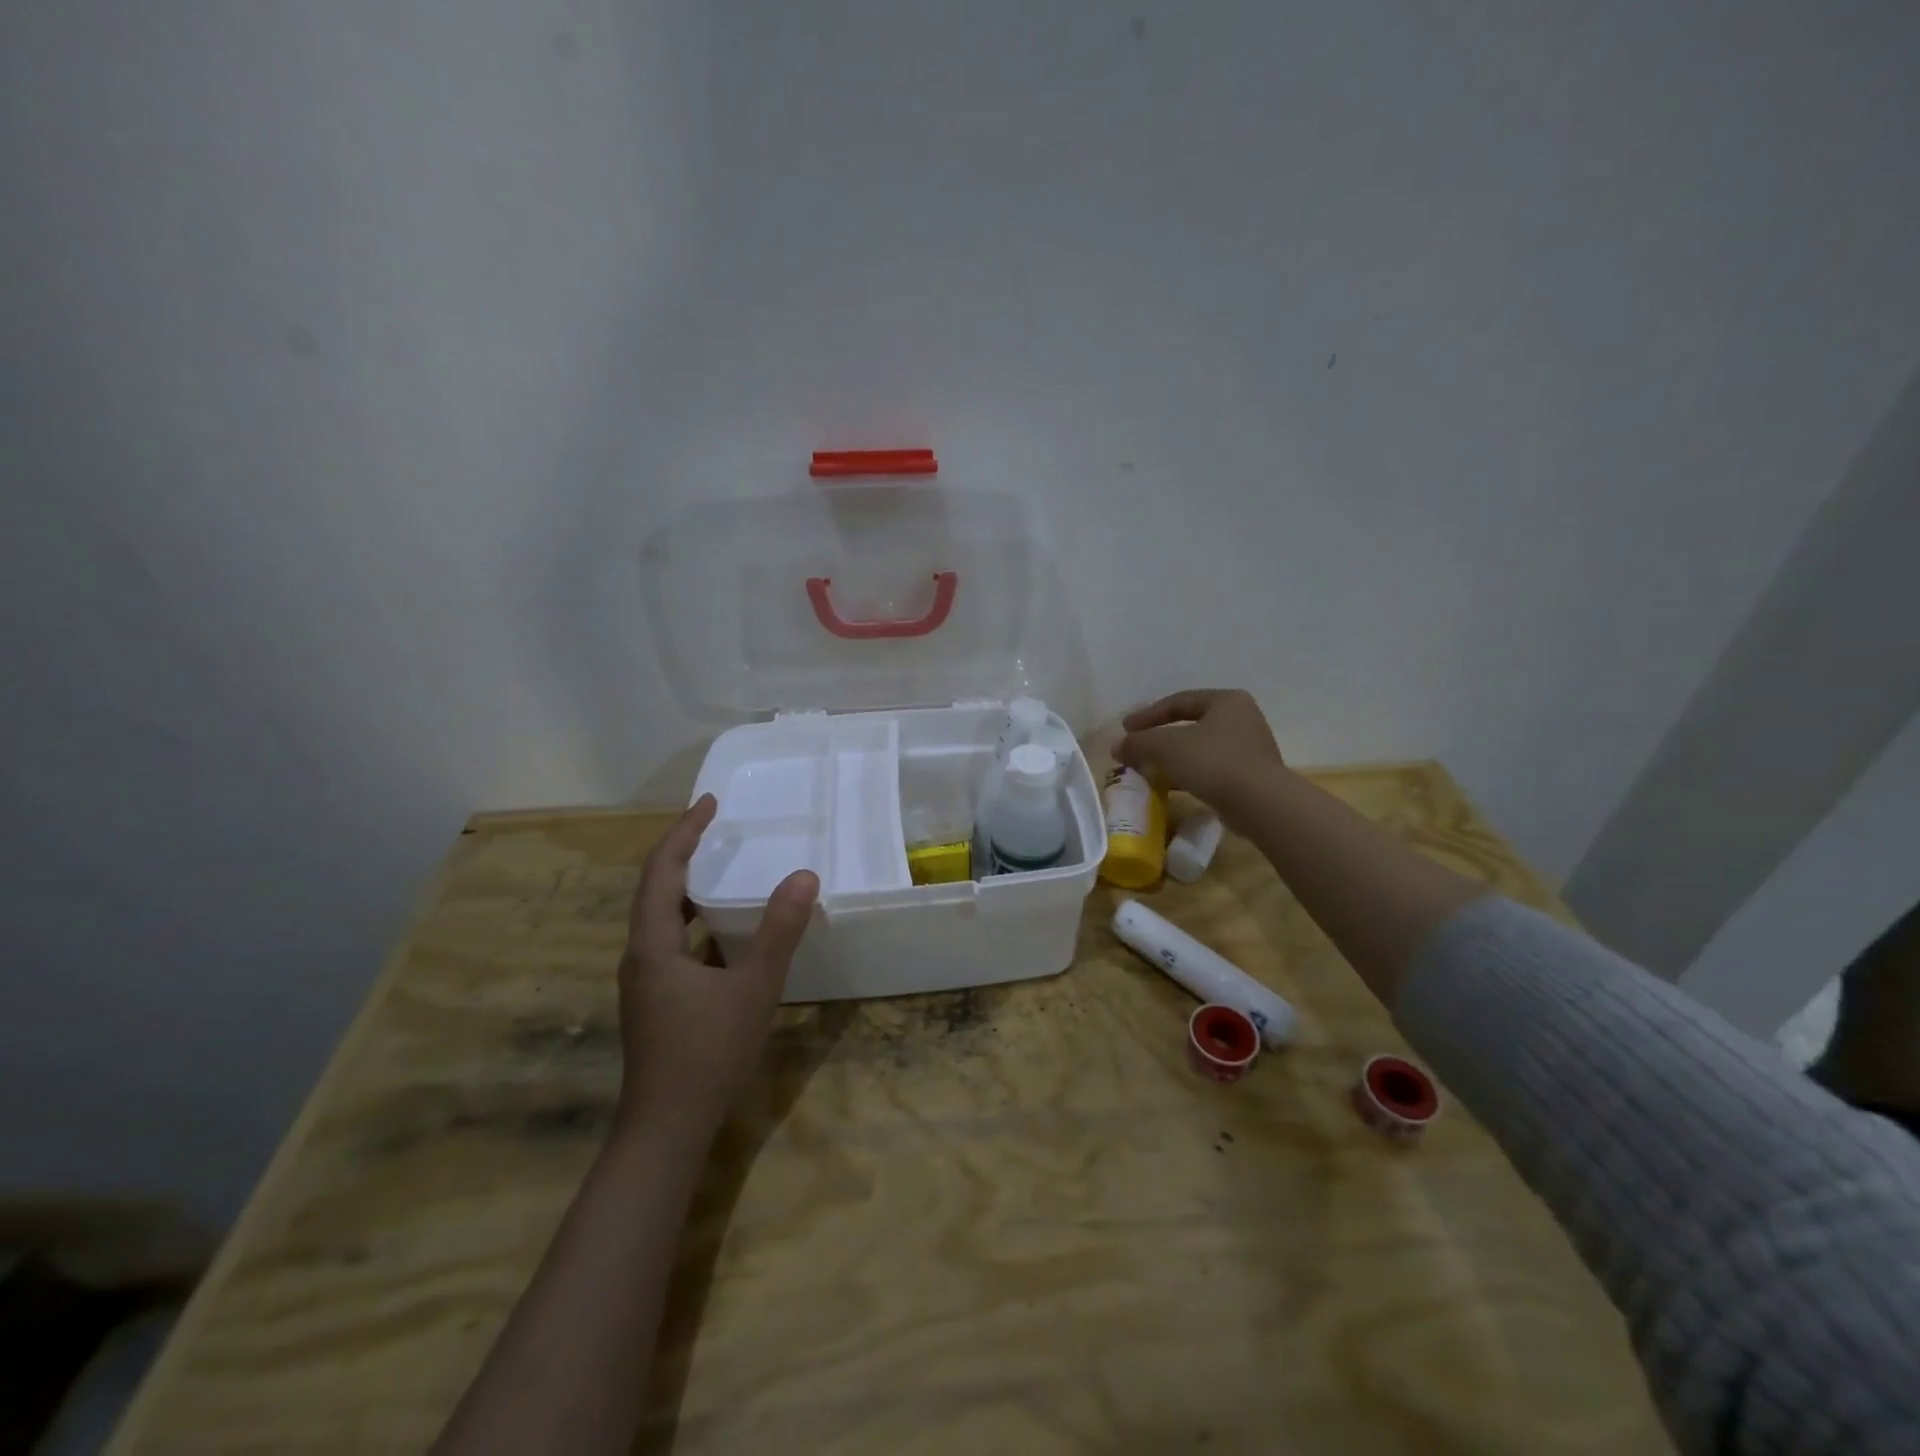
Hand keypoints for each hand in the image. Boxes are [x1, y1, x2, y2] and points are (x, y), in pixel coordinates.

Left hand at [616, 795, 818, 1142]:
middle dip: (684, 853)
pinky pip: (675, 943)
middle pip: (656, 890)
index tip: (709, 802)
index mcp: (652, 945)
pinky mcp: (658, 1002)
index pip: (661, 871)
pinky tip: (726, 932)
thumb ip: (779, 931)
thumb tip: (805, 875)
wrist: (666, 1131)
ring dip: (689, 888)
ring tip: (723, 867)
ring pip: (664, 919)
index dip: (683, 832)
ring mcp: (646, 982)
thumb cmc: (706, 1054)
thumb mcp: (753, 987)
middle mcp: (640, 956)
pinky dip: (697, 921)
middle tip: (717, 826)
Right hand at [1115, 689, 1287, 828]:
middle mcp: (1242, 719)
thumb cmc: (1213, 761)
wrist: (1259, 804)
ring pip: (1199, 749)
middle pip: (1190, 725)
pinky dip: (1187, 775)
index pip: (1179, 701)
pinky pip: (1211, 770)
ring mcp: (1250, 749)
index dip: (1148, 715)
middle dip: (1159, 738)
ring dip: (1172, 759)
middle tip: (1137, 748)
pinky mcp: (1250, 777)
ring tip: (1148, 771)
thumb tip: (1118, 747)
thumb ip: (1138, 742)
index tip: (1125, 729)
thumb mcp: (1166, 746)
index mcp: (1227, 701)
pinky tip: (1170, 787)